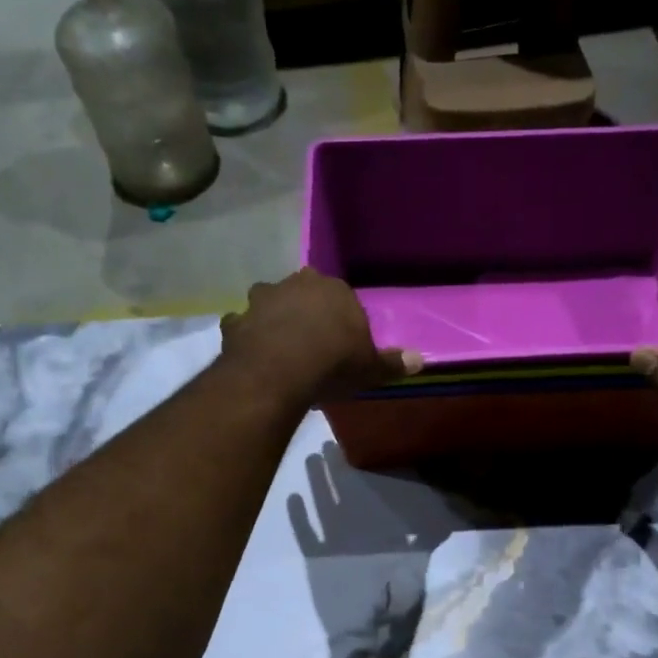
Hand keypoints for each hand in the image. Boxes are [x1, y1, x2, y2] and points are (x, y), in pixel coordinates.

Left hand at [220, 268, 422, 403]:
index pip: (341, 297)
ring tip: (279, 346)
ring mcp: (261, 300)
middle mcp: (296, 285)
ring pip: (268, 303)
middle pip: (303, 293)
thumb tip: (421, 360)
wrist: (279, 372)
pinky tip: (253, 355)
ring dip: (273, 318)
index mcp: (333, 290)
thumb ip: (392, 363)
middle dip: (306, 311)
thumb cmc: (333, 364)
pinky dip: (247, 336)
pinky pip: (242, 326)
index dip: (340, 319)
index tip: (341, 342)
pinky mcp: (236, 321)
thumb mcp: (370, 368)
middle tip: (311, 342)